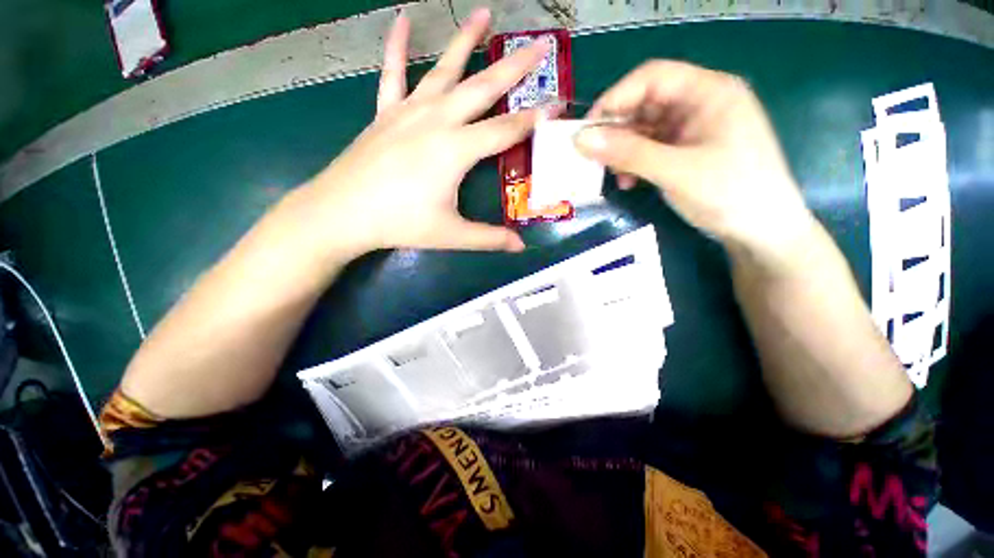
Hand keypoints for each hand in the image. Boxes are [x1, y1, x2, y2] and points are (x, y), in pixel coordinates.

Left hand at [304, 9, 551, 256]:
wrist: (342, 213)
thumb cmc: (401, 224)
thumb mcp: (451, 235)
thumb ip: (489, 239)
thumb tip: (520, 247)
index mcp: (456, 149)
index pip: (506, 131)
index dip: (534, 120)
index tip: (557, 105)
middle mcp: (437, 120)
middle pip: (483, 88)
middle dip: (514, 66)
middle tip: (538, 44)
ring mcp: (408, 111)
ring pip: (443, 70)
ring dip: (465, 41)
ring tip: (485, 14)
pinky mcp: (385, 113)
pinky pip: (392, 72)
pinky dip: (396, 45)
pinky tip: (402, 19)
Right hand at [574, 61, 814, 259]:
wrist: (762, 232)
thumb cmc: (730, 194)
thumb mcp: (676, 171)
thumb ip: (628, 153)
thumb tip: (581, 140)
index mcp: (709, 92)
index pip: (652, 78)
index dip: (615, 99)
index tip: (587, 130)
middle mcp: (700, 104)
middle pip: (646, 104)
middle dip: (617, 130)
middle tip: (593, 157)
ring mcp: (693, 129)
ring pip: (644, 130)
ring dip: (623, 151)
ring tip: (613, 175)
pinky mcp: (687, 152)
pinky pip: (651, 150)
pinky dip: (634, 164)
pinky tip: (628, 183)